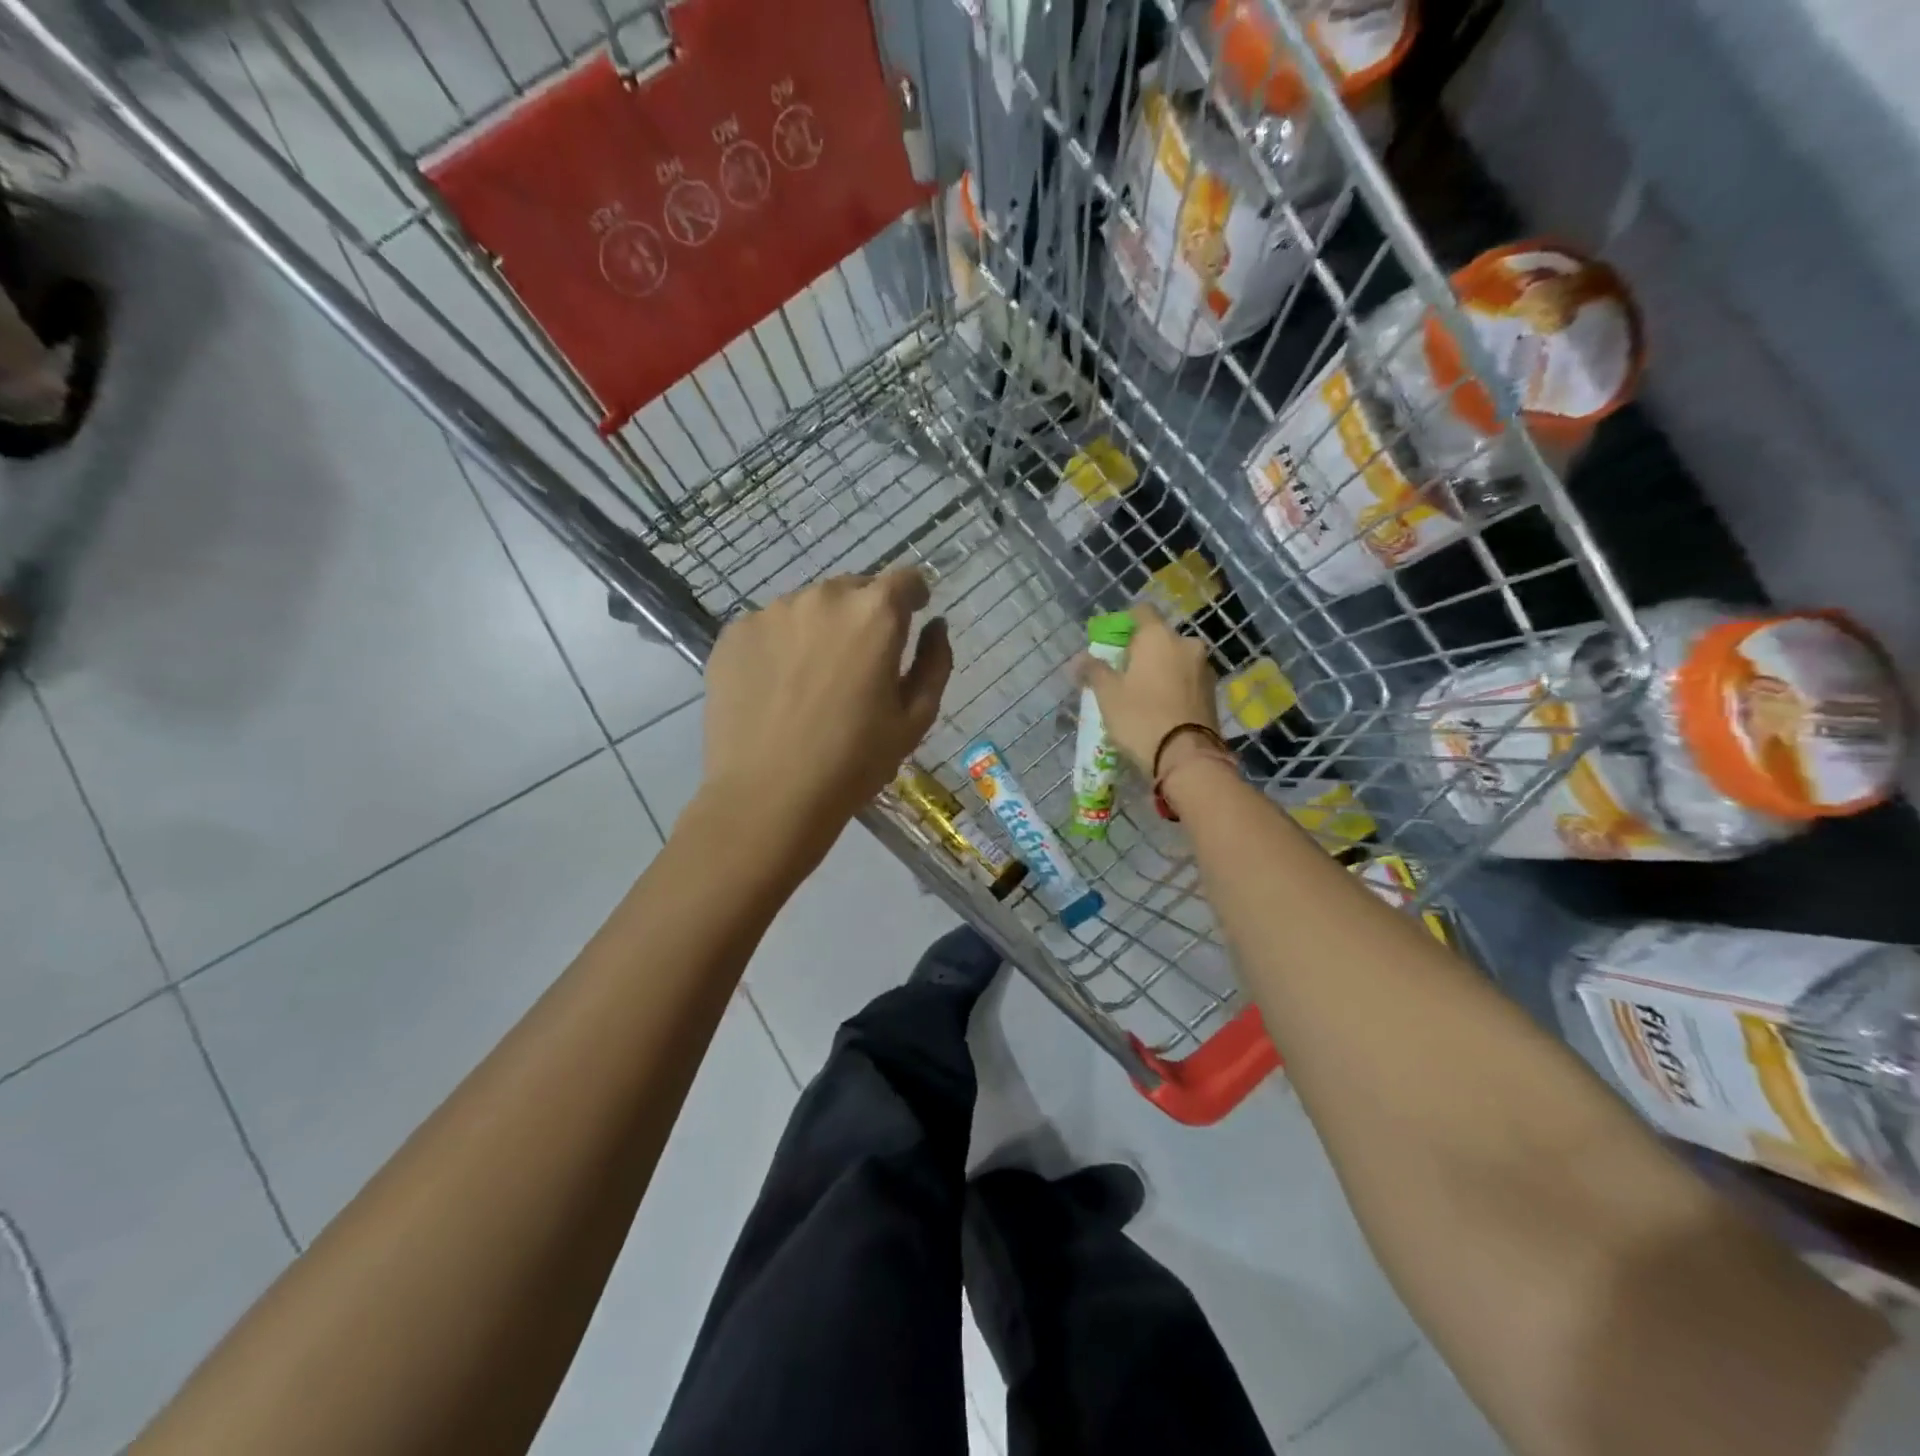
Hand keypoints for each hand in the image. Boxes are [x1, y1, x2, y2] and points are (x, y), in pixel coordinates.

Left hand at [700, 570, 952, 845]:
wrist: (768, 795)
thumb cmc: (854, 762)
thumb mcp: (915, 719)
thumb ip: (934, 663)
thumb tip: (934, 626)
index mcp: (875, 614)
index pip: (905, 579)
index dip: (913, 597)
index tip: (912, 617)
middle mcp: (823, 598)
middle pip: (855, 589)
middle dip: (865, 615)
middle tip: (861, 662)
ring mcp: (772, 612)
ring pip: (809, 607)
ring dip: (821, 629)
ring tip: (813, 680)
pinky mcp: (734, 634)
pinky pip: (770, 627)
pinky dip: (781, 646)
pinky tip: (778, 689)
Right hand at [1079, 604, 1217, 773]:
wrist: (1187, 757)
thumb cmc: (1140, 717)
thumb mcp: (1108, 695)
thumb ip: (1094, 670)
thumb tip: (1079, 658)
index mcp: (1158, 636)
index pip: (1141, 611)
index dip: (1125, 623)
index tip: (1112, 644)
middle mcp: (1186, 644)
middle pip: (1159, 637)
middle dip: (1142, 651)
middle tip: (1123, 675)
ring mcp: (1204, 668)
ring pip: (1175, 659)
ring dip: (1160, 669)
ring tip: (1142, 695)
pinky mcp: (1213, 692)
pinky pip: (1187, 679)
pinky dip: (1174, 686)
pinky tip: (1161, 707)